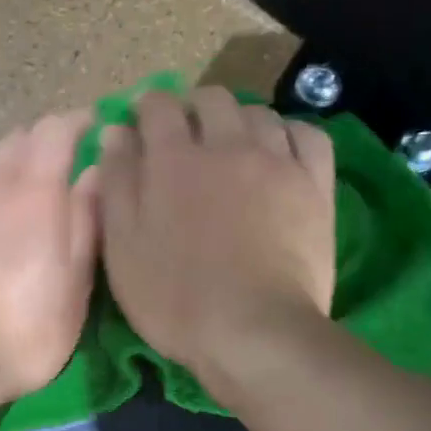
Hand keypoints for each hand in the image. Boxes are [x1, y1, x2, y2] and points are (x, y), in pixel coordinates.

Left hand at [0, 110, 99, 411]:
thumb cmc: (24, 333)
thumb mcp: (75, 286)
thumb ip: (87, 222)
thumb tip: (96, 173)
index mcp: (34, 193)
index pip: (55, 129)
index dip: (80, 122)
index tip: (98, 130)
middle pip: (19, 139)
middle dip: (47, 143)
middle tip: (69, 168)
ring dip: (14, 165)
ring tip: (31, 196)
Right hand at [98, 86, 334, 382]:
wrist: (253, 331)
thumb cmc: (175, 298)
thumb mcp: (123, 248)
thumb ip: (116, 185)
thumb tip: (116, 131)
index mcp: (173, 160)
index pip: (158, 105)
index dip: (146, 108)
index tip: (141, 126)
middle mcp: (226, 145)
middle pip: (211, 99)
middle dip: (192, 109)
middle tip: (185, 138)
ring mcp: (277, 161)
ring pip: (258, 113)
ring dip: (238, 121)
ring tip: (232, 148)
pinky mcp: (314, 185)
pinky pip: (307, 135)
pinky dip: (289, 133)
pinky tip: (279, 152)